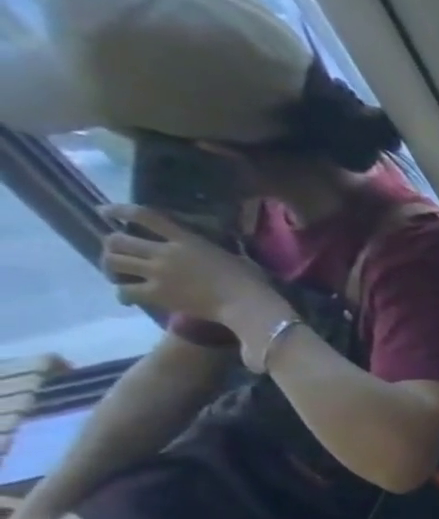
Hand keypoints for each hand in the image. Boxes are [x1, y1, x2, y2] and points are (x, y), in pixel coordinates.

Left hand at [99, 205, 281, 327]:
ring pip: (113, 262)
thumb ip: (218, 253)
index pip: (144, 216)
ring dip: (110, 268)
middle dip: (112, 246)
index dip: (119, 211)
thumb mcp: (239, 259)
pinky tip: (127, 298)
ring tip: (118, 275)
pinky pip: (125, 291)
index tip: (103, 212)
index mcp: (186, 241)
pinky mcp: (157, 295)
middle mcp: (164, 253)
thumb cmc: (255, 283)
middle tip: (118, 255)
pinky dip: (122, 294)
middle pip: (116, 240)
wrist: (250, 307)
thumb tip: (220, 254)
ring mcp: (158, 274)